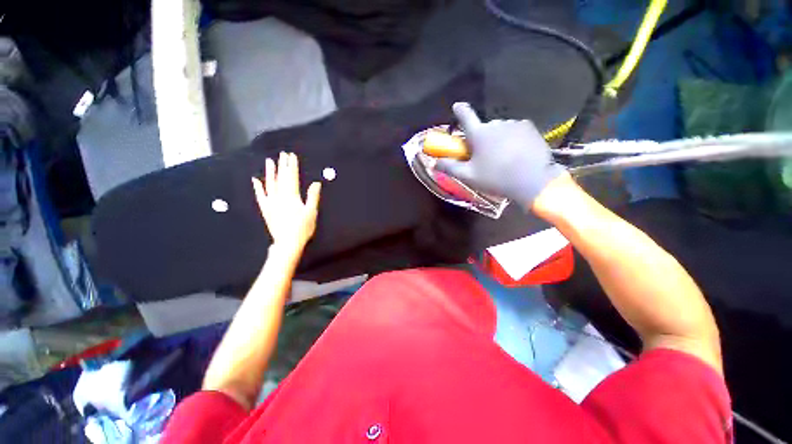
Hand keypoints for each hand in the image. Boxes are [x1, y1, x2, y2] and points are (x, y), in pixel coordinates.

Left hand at [252, 152, 320, 255]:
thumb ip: (312, 196)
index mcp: (292, 196)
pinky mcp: (266, 209)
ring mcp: (271, 202)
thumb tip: (316, 183)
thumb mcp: (311, 212)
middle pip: (281, 178)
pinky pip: (260, 196)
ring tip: (270, 161)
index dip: (292, 166)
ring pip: (270, 184)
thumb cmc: (303, 228)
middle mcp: (280, 196)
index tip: (292, 156)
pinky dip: (257, 187)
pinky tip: (255, 180)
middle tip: (283, 154)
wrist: (288, 242)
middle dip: (283, 165)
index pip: (292, 177)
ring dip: (270, 172)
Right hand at [437, 102, 565, 208]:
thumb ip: (450, 167)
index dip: (460, 111)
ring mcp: (514, 124)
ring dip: (497, 139)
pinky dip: (512, 139)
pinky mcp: (529, 128)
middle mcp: (496, 124)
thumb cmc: (496, 178)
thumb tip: (434, 163)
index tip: (457, 106)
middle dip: (480, 139)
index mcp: (479, 134)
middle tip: (483, 156)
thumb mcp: (469, 176)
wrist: (533, 181)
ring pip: (499, 130)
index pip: (465, 116)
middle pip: (483, 128)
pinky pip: (515, 130)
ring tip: (502, 158)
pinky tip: (516, 154)